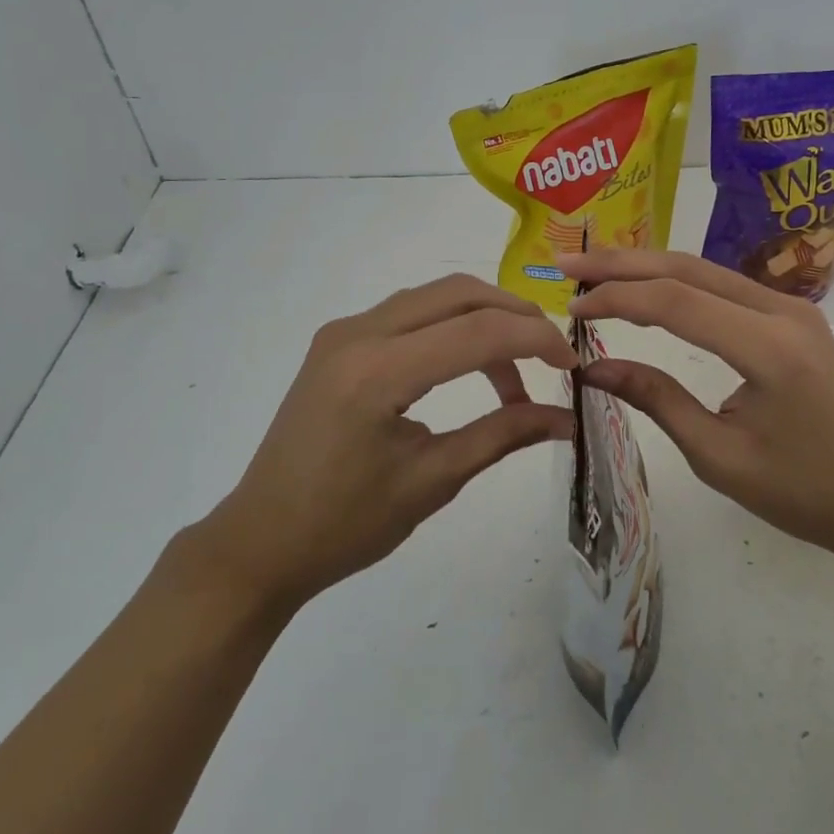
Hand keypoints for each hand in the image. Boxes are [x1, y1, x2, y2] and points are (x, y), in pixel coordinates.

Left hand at [202, 276, 576, 610]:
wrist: (261, 541)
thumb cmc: (344, 525)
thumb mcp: (432, 481)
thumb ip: (501, 435)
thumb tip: (565, 417)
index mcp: (377, 372)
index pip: (478, 331)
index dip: (536, 340)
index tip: (572, 367)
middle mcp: (357, 334)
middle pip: (458, 292)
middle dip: (514, 315)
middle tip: (550, 356)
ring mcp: (342, 332)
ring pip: (433, 297)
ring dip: (482, 320)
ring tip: (514, 375)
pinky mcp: (337, 342)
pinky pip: (408, 314)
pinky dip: (449, 329)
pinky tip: (467, 368)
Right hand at [560, 250, 833, 564]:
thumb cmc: (801, 491)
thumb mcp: (718, 455)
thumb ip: (656, 399)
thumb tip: (593, 368)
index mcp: (769, 348)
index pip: (675, 303)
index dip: (617, 299)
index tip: (572, 309)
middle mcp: (783, 311)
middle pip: (688, 269)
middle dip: (623, 265)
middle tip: (569, 268)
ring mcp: (791, 307)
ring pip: (704, 270)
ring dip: (646, 266)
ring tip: (594, 272)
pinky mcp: (790, 315)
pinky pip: (721, 285)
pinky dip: (675, 282)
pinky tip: (645, 285)